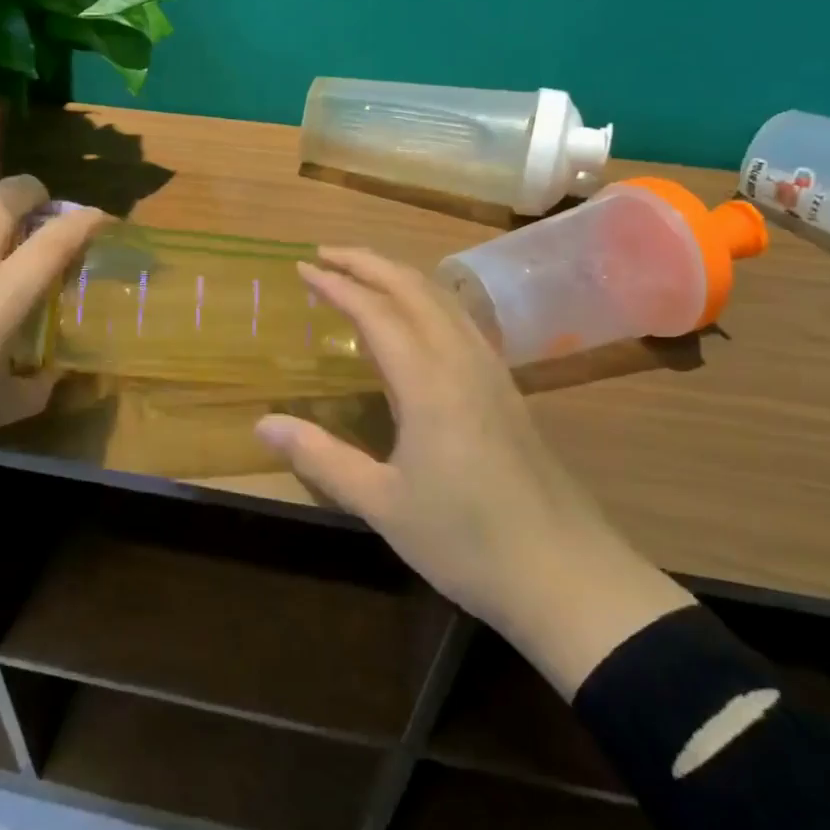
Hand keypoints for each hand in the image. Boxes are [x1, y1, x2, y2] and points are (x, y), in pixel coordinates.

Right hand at [253, 247, 691, 695]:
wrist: (567, 575)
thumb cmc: (467, 541)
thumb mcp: (382, 504)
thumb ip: (320, 457)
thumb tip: (263, 423)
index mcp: (428, 382)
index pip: (376, 312)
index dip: (337, 285)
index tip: (302, 269)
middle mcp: (461, 361)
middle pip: (413, 288)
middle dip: (367, 262)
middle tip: (324, 254)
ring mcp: (490, 372)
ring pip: (442, 299)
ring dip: (398, 275)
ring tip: (361, 273)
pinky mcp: (506, 389)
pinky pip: (459, 320)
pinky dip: (425, 299)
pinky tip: (414, 319)